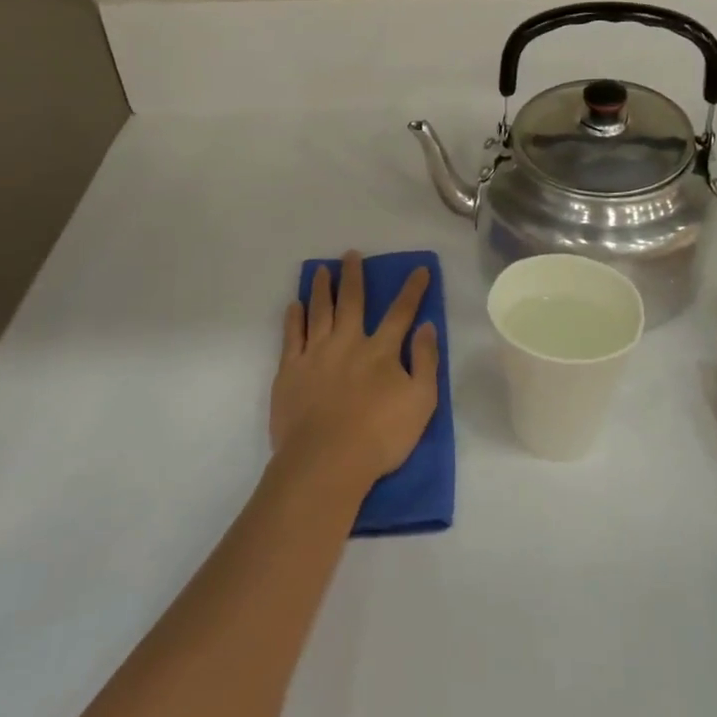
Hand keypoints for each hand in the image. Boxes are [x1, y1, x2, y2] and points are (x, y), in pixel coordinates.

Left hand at [271, 253, 438, 496]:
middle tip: (350, 254)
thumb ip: (425, 361)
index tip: (419, 269)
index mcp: (381, 350)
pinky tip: (294, 305)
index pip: (401, 312)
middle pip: (352, 301)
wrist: (325, 461)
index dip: (412, 290)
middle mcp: (348, 342)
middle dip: (353, 276)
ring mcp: (315, 354)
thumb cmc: (380, 436)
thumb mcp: (421, 402)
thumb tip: (427, 326)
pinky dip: (293, 318)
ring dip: (321, 288)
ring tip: (321, 270)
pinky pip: (291, 336)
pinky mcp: (290, 371)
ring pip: (319, 311)